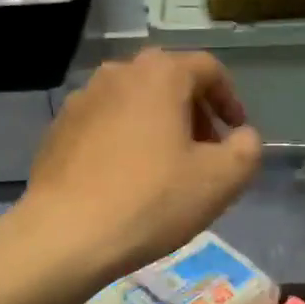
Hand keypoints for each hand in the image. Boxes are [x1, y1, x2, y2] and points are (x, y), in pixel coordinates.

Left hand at [12, 50, 263, 287]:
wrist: (65, 234)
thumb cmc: (152, 200)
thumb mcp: (220, 180)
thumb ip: (246, 149)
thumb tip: (242, 136)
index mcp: (160, 74)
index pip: (208, 69)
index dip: (230, 99)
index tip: (236, 132)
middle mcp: (118, 73)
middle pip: (169, 82)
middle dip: (194, 113)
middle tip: (206, 152)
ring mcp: (81, 100)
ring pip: (134, 102)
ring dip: (158, 126)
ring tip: (167, 168)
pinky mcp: (58, 130)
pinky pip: (104, 124)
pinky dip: (125, 140)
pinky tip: (127, 180)